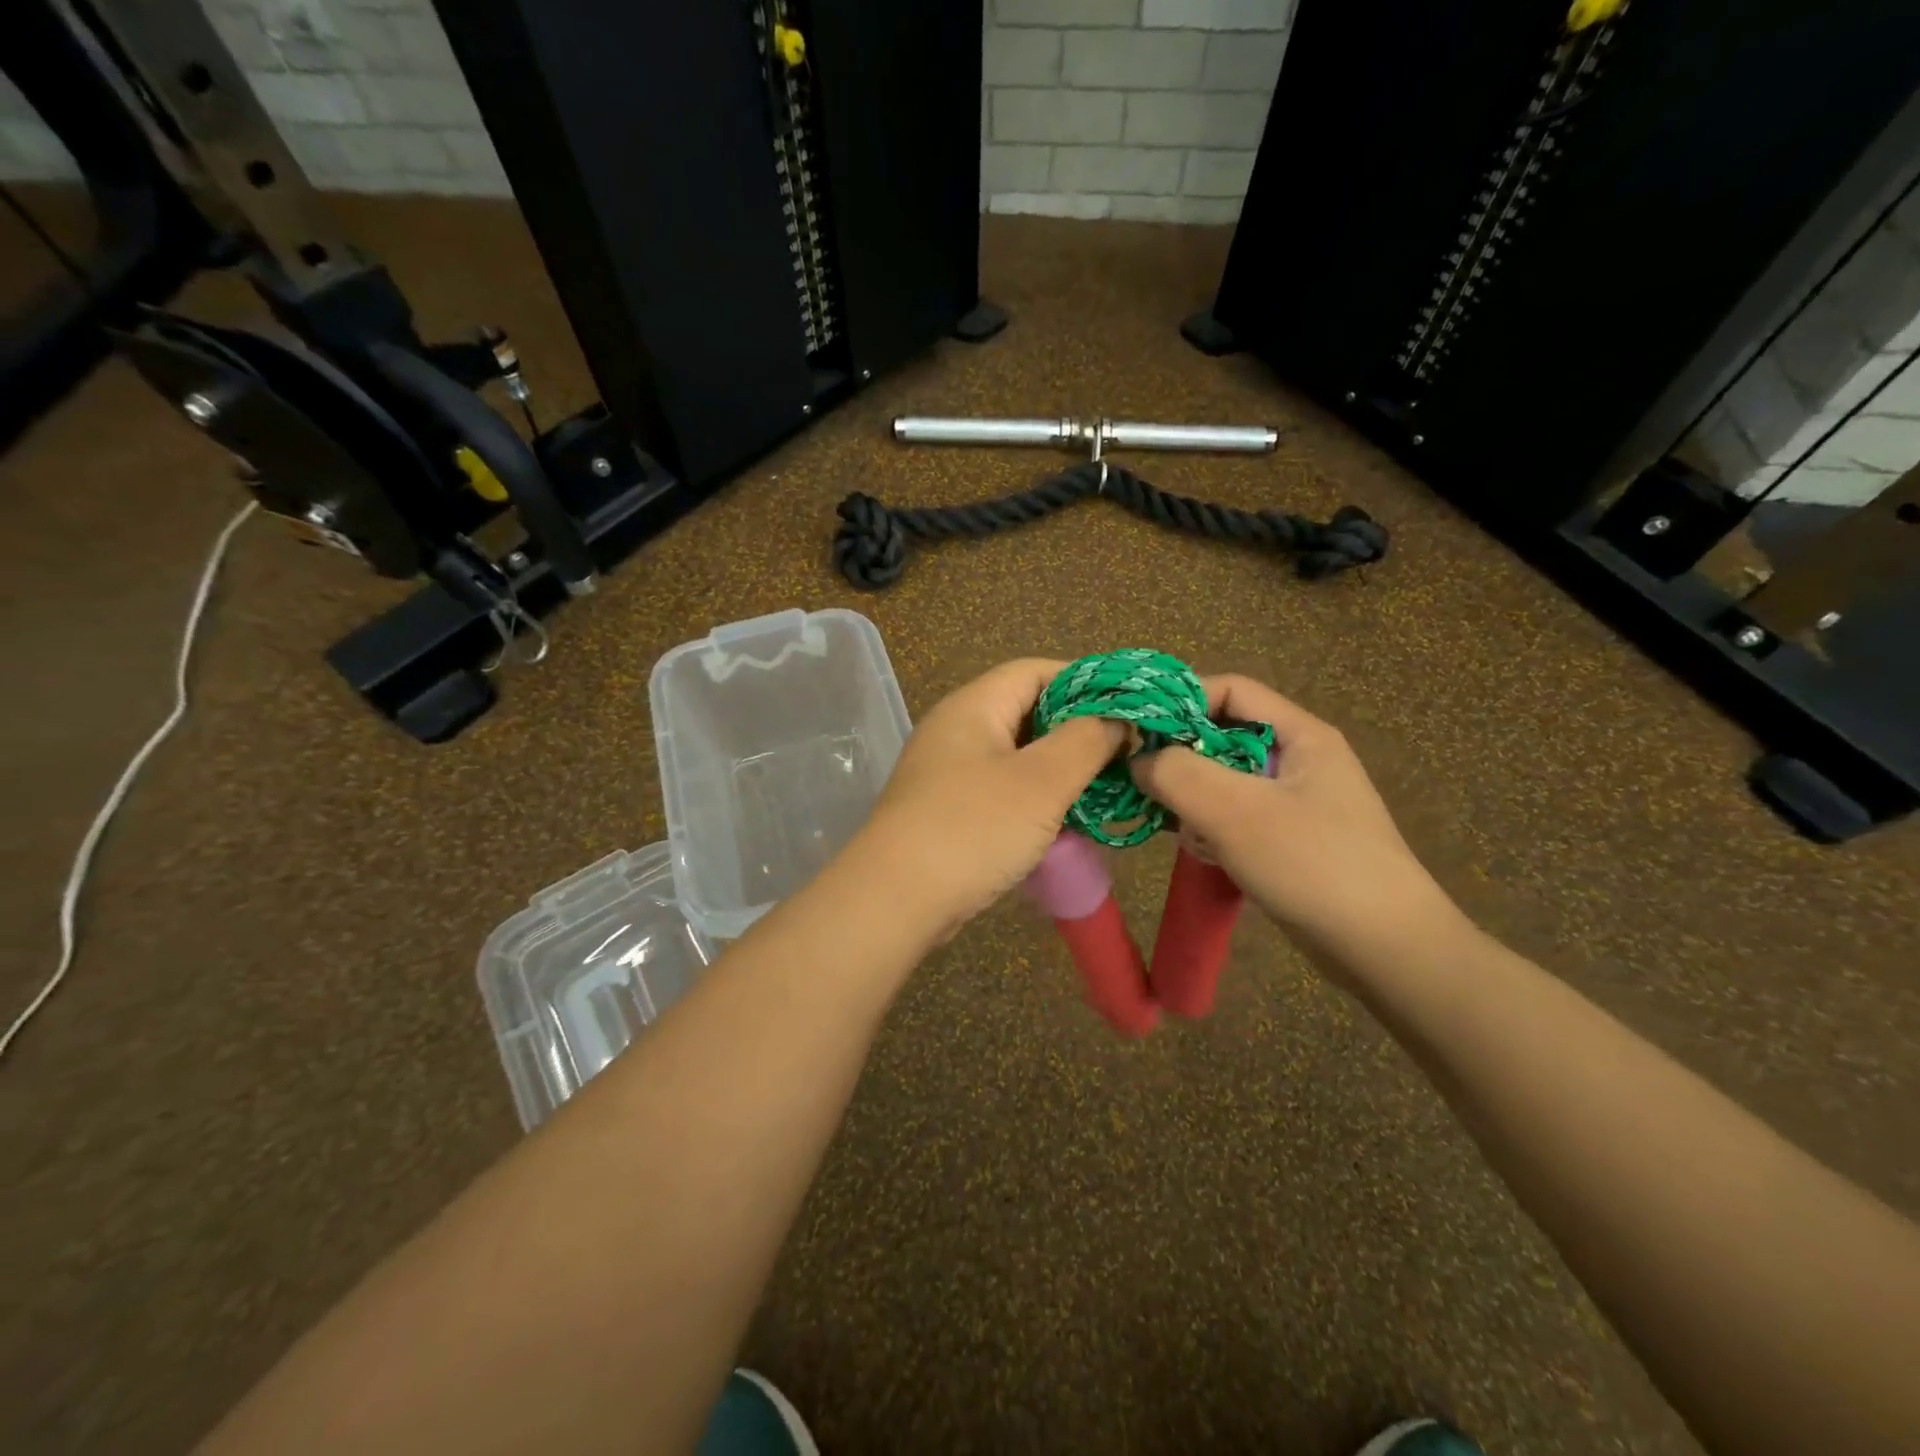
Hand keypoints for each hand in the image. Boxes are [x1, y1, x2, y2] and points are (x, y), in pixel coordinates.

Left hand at [853, 659, 1124, 939]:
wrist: (895, 900)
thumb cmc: (973, 828)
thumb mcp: (1041, 781)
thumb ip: (1086, 741)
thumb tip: (1116, 719)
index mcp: (973, 706)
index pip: (1034, 671)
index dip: (1084, 681)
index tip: (1126, 707)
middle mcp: (956, 730)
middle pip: (1026, 712)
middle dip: (1076, 730)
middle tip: (1122, 754)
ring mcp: (948, 772)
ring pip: (1016, 756)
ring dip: (1058, 769)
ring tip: (1102, 789)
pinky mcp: (947, 810)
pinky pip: (1001, 790)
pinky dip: (1034, 799)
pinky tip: (1064, 822)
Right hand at [1130, 675, 1463, 971]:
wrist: (1386, 950)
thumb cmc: (1313, 865)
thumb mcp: (1236, 812)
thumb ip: (1178, 774)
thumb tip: (1137, 760)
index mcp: (1300, 734)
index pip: (1230, 690)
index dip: (1182, 701)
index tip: (1137, 730)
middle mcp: (1298, 758)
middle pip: (1224, 735)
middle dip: (1180, 756)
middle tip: (1144, 783)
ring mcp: (1295, 801)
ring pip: (1225, 779)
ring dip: (1191, 797)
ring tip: (1172, 824)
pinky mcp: (1289, 839)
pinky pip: (1235, 816)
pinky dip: (1210, 827)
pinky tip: (1200, 852)